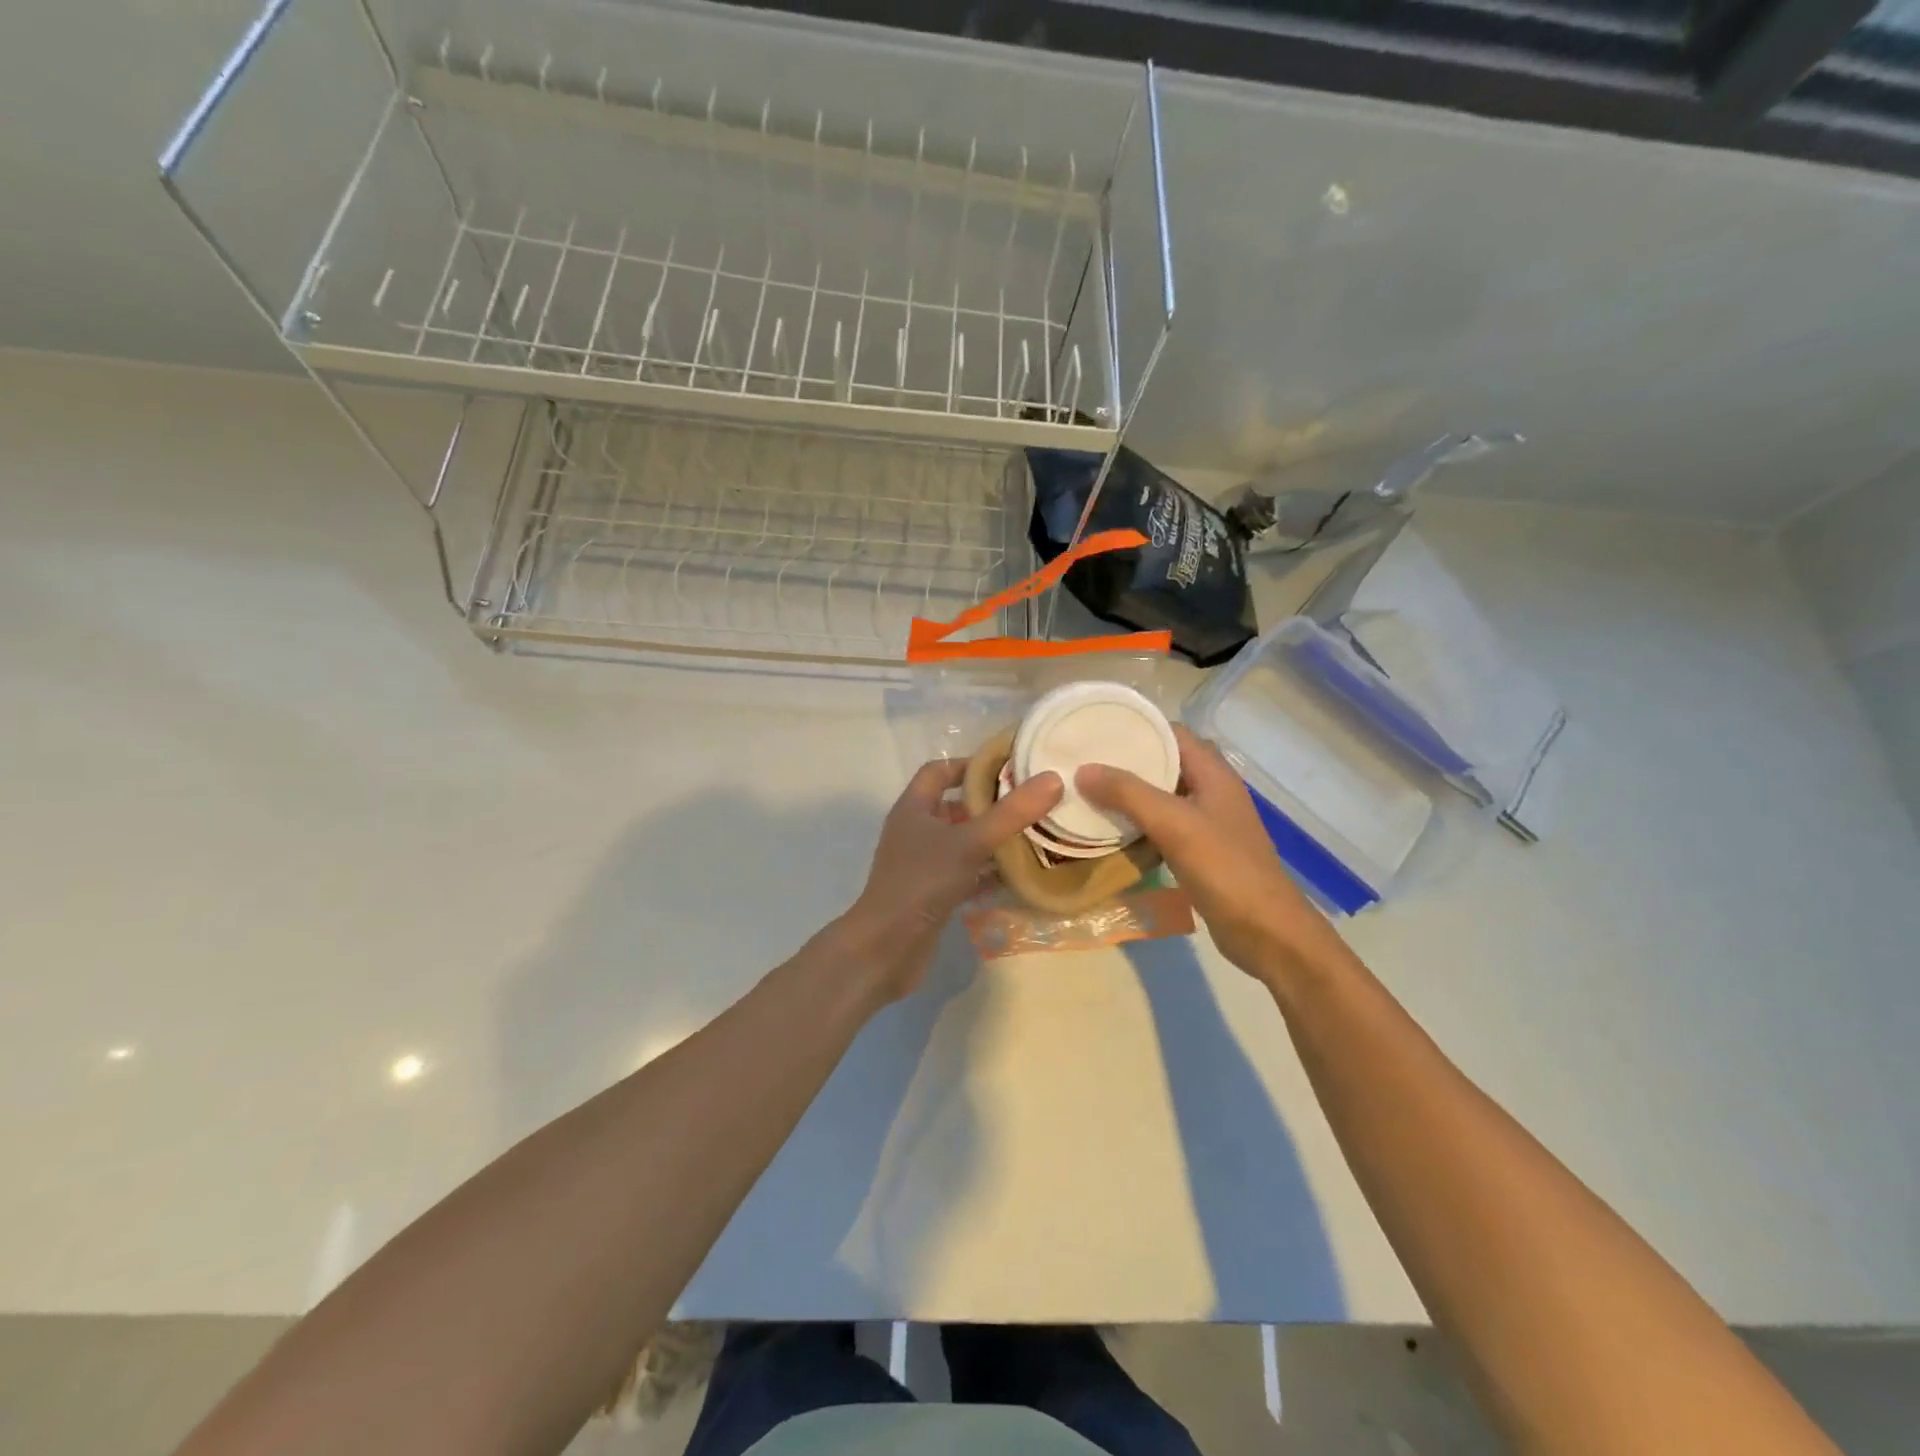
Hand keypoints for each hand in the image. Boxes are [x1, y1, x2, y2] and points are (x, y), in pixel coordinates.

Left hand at [838, 759, 1063, 1002]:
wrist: (887, 948)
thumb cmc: (922, 882)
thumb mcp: (970, 842)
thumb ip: (1011, 813)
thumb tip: (1053, 779)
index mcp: (914, 808)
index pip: (940, 770)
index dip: (972, 764)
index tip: (1011, 768)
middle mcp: (916, 831)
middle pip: (955, 806)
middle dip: (991, 804)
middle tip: (1032, 803)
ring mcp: (923, 864)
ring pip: (962, 842)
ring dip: (993, 839)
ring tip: (1034, 835)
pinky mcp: (933, 893)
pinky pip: (965, 873)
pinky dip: (988, 872)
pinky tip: (1019, 876)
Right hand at [1078, 726, 1348, 980]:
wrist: (1266, 932)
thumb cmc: (1226, 869)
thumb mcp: (1174, 824)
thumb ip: (1129, 793)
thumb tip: (1083, 770)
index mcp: (1214, 774)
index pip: (1173, 733)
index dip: (1138, 727)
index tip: (1097, 730)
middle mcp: (1212, 792)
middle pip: (1165, 763)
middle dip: (1127, 762)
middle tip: (1084, 762)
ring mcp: (1207, 824)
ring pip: (1162, 797)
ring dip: (1129, 795)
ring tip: (1088, 792)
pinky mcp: (1200, 853)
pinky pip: (1163, 827)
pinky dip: (1138, 825)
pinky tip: (1111, 832)